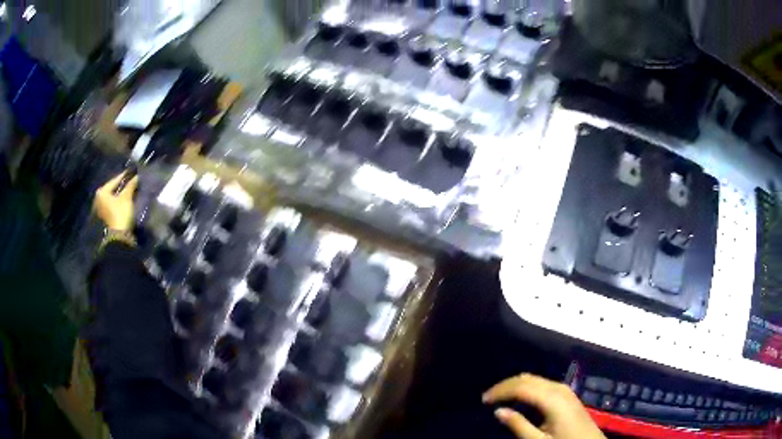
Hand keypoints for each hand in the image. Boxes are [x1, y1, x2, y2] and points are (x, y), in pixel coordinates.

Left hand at [94, 172, 137, 231]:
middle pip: (113, 189)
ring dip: (120, 194)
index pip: (115, 180)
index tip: (132, 172)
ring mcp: (101, 209)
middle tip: (131, 181)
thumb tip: (137, 176)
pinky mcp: (105, 216)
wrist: (119, 236)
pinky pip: (112, 204)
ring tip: (129, 190)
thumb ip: (131, 184)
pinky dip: (118, 201)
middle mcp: (99, 198)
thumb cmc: (120, 213)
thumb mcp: (126, 197)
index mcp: (102, 191)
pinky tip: (125, 200)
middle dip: (122, 186)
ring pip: (113, 197)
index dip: (125, 176)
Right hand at [483, 374, 604, 438]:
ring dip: (516, 385)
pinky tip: (519, 399)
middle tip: (488, 398)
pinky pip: (542, 384)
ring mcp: (564, 389)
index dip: (500, 390)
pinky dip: (527, 388)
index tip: (483, 400)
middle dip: (506, 385)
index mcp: (552, 398)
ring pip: (535, 379)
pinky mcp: (566, 394)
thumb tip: (498, 411)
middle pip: (528, 378)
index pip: (521, 386)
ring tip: (499, 398)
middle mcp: (558, 388)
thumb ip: (518, 425)